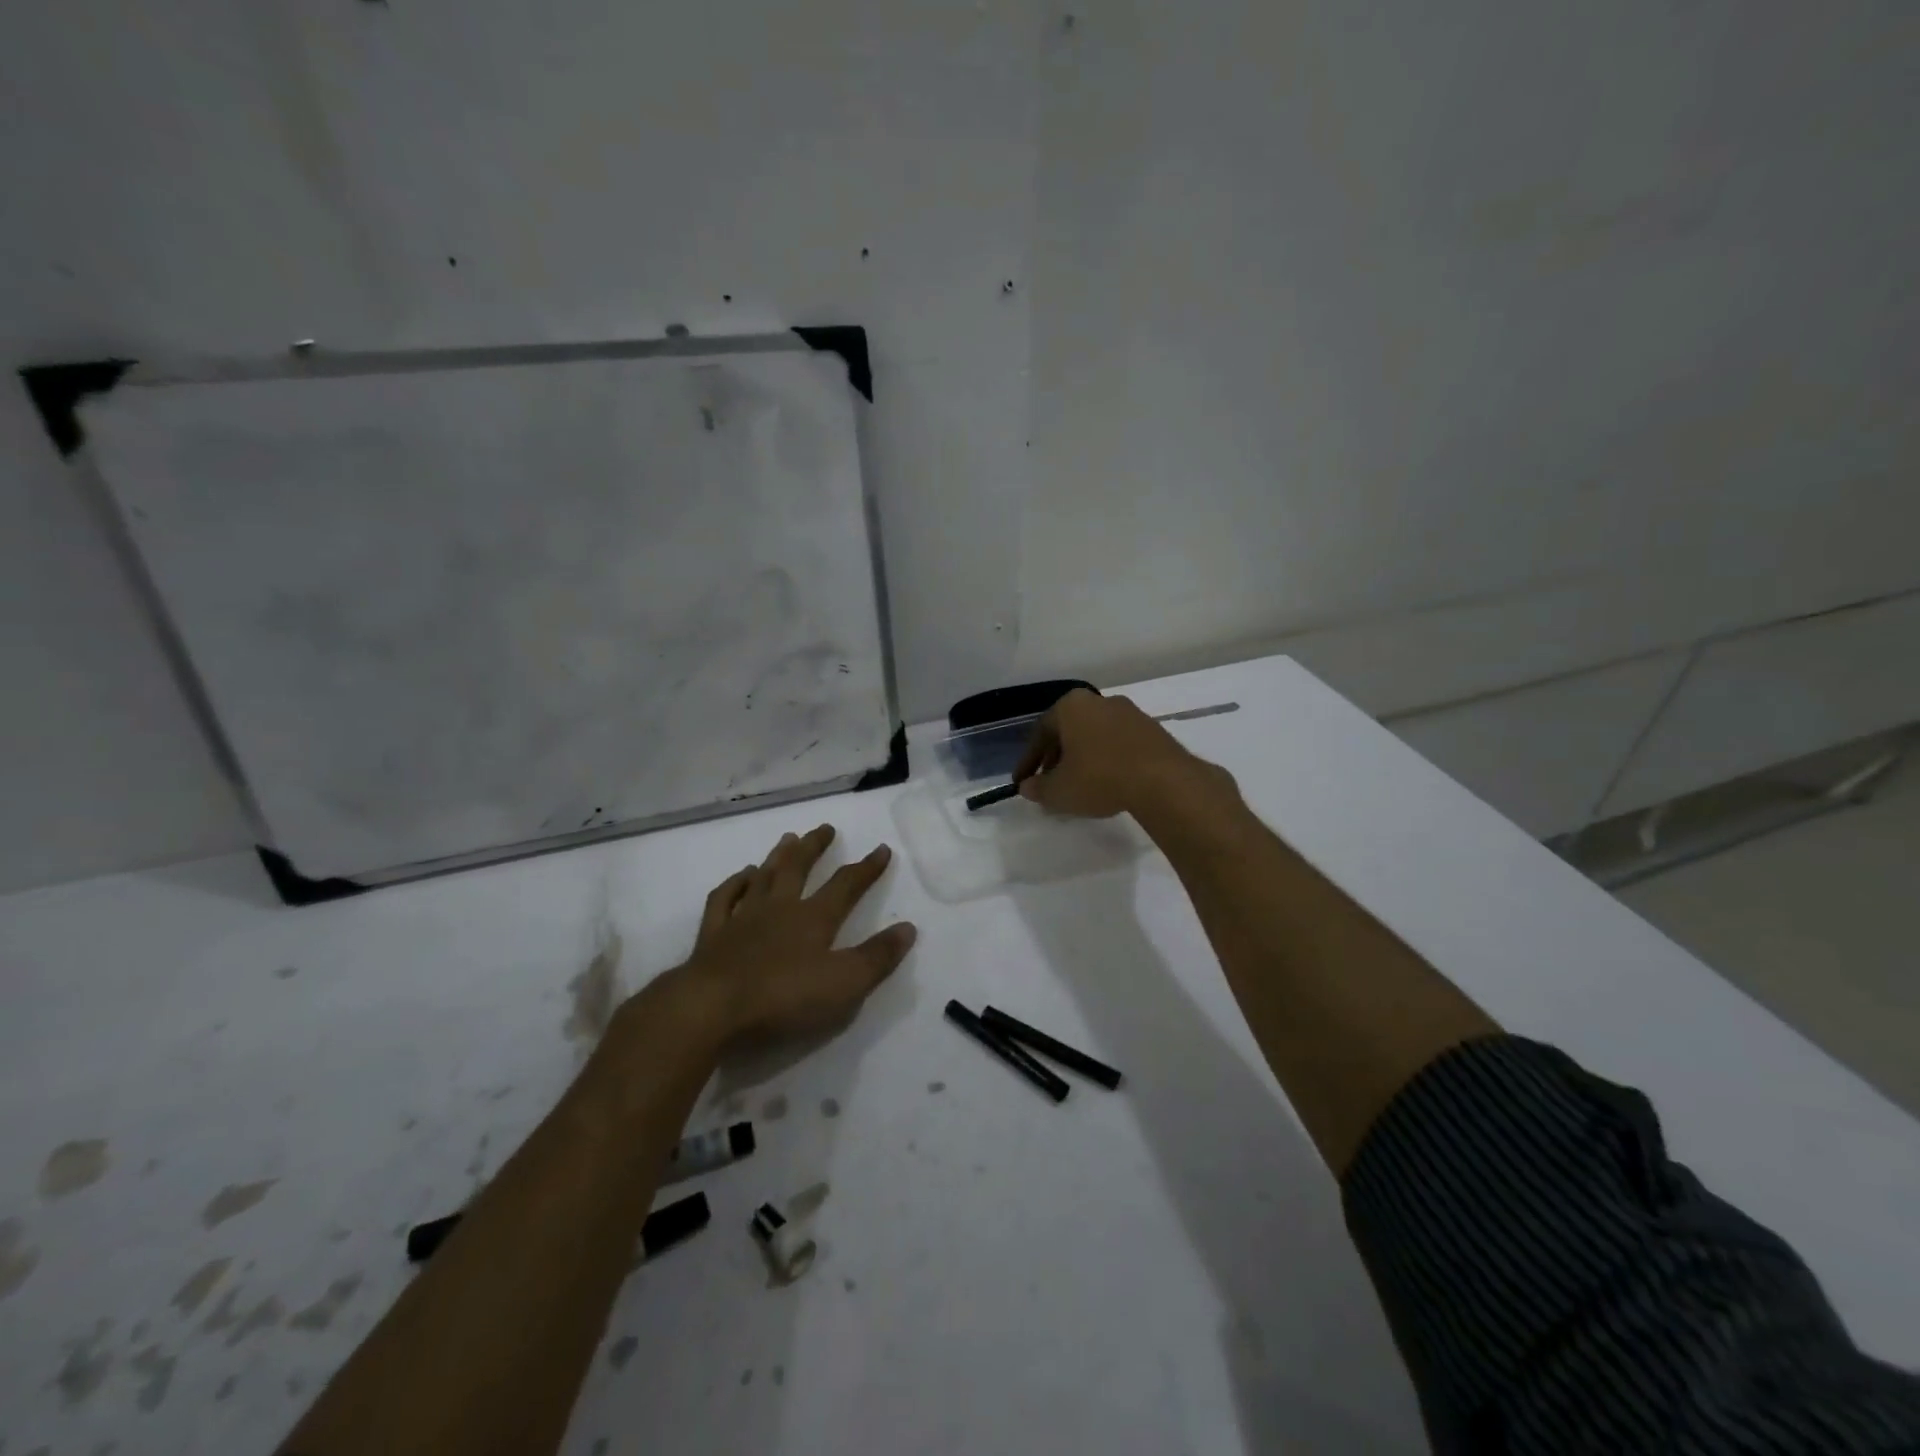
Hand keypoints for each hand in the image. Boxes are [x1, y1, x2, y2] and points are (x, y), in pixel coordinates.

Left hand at [665, 825, 916, 1048]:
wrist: (711, 1008)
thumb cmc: (783, 998)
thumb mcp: (844, 984)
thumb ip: (877, 957)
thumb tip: (908, 928)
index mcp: (814, 918)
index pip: (846, 885)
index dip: (867, 868)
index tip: (882, 850)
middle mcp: (779, 908)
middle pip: (799, 868)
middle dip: (815, 847)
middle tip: (825, 828)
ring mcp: (743, 917)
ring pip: (763, 876)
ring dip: (778, 856)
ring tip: (788, 838)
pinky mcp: (713, 934)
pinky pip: (725, 898)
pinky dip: (735, 883)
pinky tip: (742, 876)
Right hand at [1015, 689, 1229, 817]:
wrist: (1163, 780)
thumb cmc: (1099, 778)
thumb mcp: (1059, 790)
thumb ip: (1038, 788)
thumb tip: (1028, 787)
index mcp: (1071, 706)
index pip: (1040, 732)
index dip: (1028, 761)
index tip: (1023, 782)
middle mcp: (1100, 701)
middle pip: (1069, 730)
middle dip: (1056, 758)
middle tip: (1050, 783)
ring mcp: (1130, 713)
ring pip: (1095, 736)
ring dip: (1083, 758)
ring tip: (1079, 786)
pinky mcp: (1153, 730)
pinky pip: (1119, 744)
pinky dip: (1108, 760)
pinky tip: (1108, 783)